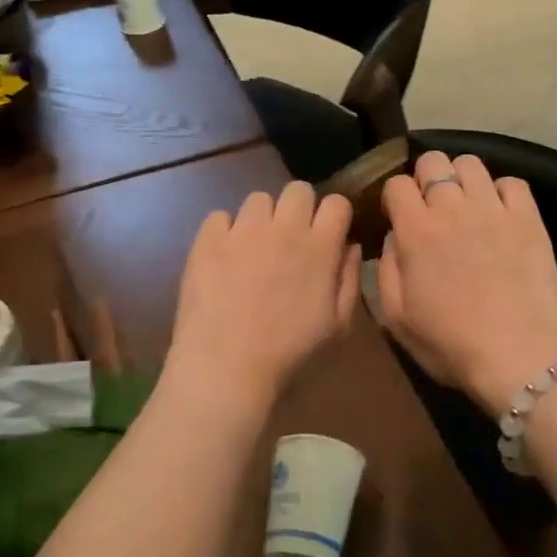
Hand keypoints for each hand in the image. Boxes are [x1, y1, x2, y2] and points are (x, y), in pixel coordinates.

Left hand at [168, 182, 361, 401]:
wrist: (225, 368)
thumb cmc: (290, 355)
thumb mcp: (337, 328)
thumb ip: (349, 280)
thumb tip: (349, 246)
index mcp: (320, 248)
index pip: (336, 202)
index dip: (334, 216)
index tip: (328, 235)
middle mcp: (283, 228)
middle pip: (298, 189)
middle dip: (299, 208)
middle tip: (290, 239)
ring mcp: (243, 230)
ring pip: (258, 199)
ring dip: (261, 219)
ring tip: (253, 249)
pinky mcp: (207, 240)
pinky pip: (220, 216)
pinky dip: (224, 232)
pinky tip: (223, 259)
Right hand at [379, 151, 556, 414]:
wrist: (518, 355)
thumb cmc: (450, 343)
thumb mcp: (397, 317)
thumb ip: (387, 270)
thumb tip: (393, 237)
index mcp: (415, 231)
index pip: (396, 184)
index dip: (394, 197)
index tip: (398, 216)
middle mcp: (452, 208)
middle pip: (433, 161)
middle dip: (425, 177)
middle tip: (430, 207)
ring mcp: (494, 209)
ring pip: (470, 163)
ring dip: (461, 178)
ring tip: (465, 205)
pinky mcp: (528, 218)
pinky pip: (512, 182)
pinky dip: (501, 192)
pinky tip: (499, 214)